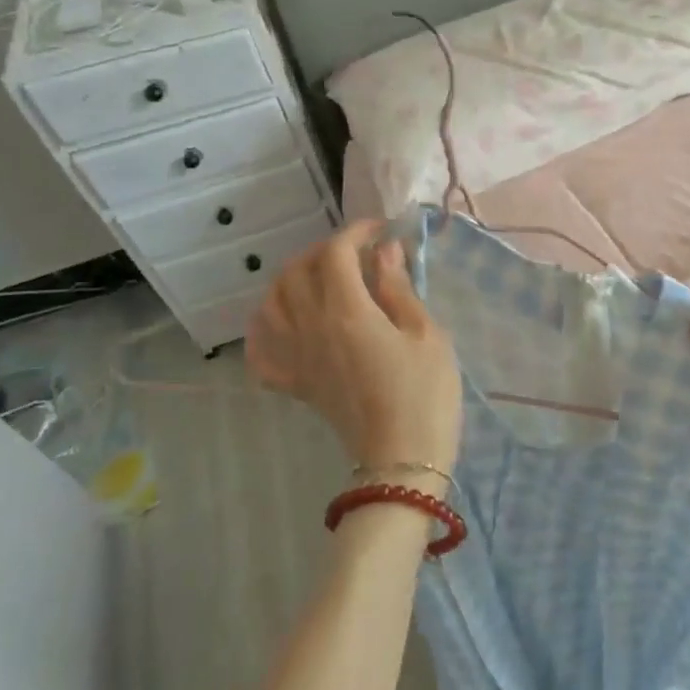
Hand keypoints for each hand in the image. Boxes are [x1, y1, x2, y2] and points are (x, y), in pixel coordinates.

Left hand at [246, 220, 461, 480]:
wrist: (403, 460)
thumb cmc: (426, 392)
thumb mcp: (427, 333)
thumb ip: (399, 288)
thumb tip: (384, 251)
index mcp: (347, 312)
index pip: (335, 253)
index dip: (356, 232)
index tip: (381, 230)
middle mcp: (311, 328)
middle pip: (297, 271)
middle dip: (324, 250)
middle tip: (357, 252)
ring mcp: (297, 358)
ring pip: (272, 302)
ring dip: (292, 279)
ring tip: (321, 278)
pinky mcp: (296, 384)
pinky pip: (262, 351)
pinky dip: (265, 329)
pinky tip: (284, 321)